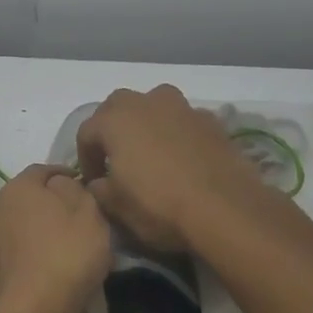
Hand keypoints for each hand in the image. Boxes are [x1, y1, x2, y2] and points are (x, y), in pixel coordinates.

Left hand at [0, 164, 110, 312]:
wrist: (36, 308)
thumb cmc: (68, 251)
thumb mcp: (88, 211)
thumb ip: (76, 189)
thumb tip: (62, 184)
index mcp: (19, 186)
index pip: (43, 170)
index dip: (65, 174)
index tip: (84, 184)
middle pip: (29, 198)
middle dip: (52, 203)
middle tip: (78, 216)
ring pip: (22, 226)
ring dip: (41, 230)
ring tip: (68, 244)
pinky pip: (18, 251)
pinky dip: (33, 253)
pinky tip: (53, 266)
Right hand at [76, 85, 268, 250]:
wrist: (225, 208)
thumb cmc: (159, 205)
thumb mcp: (117, 207)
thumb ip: (100, 190)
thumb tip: (98, 183)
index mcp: (115, 120)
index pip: (87, 133)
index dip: (86, 158)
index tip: (94, 182)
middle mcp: (146, 103)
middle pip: (118, 106)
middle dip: (112, 128)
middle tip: (116, 157)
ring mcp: (182, 108)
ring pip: (154, 104)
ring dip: (147, 122)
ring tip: (151, 150)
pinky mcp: (212, 121)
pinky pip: (184, 121)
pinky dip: (178, 133)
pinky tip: (184, 158)